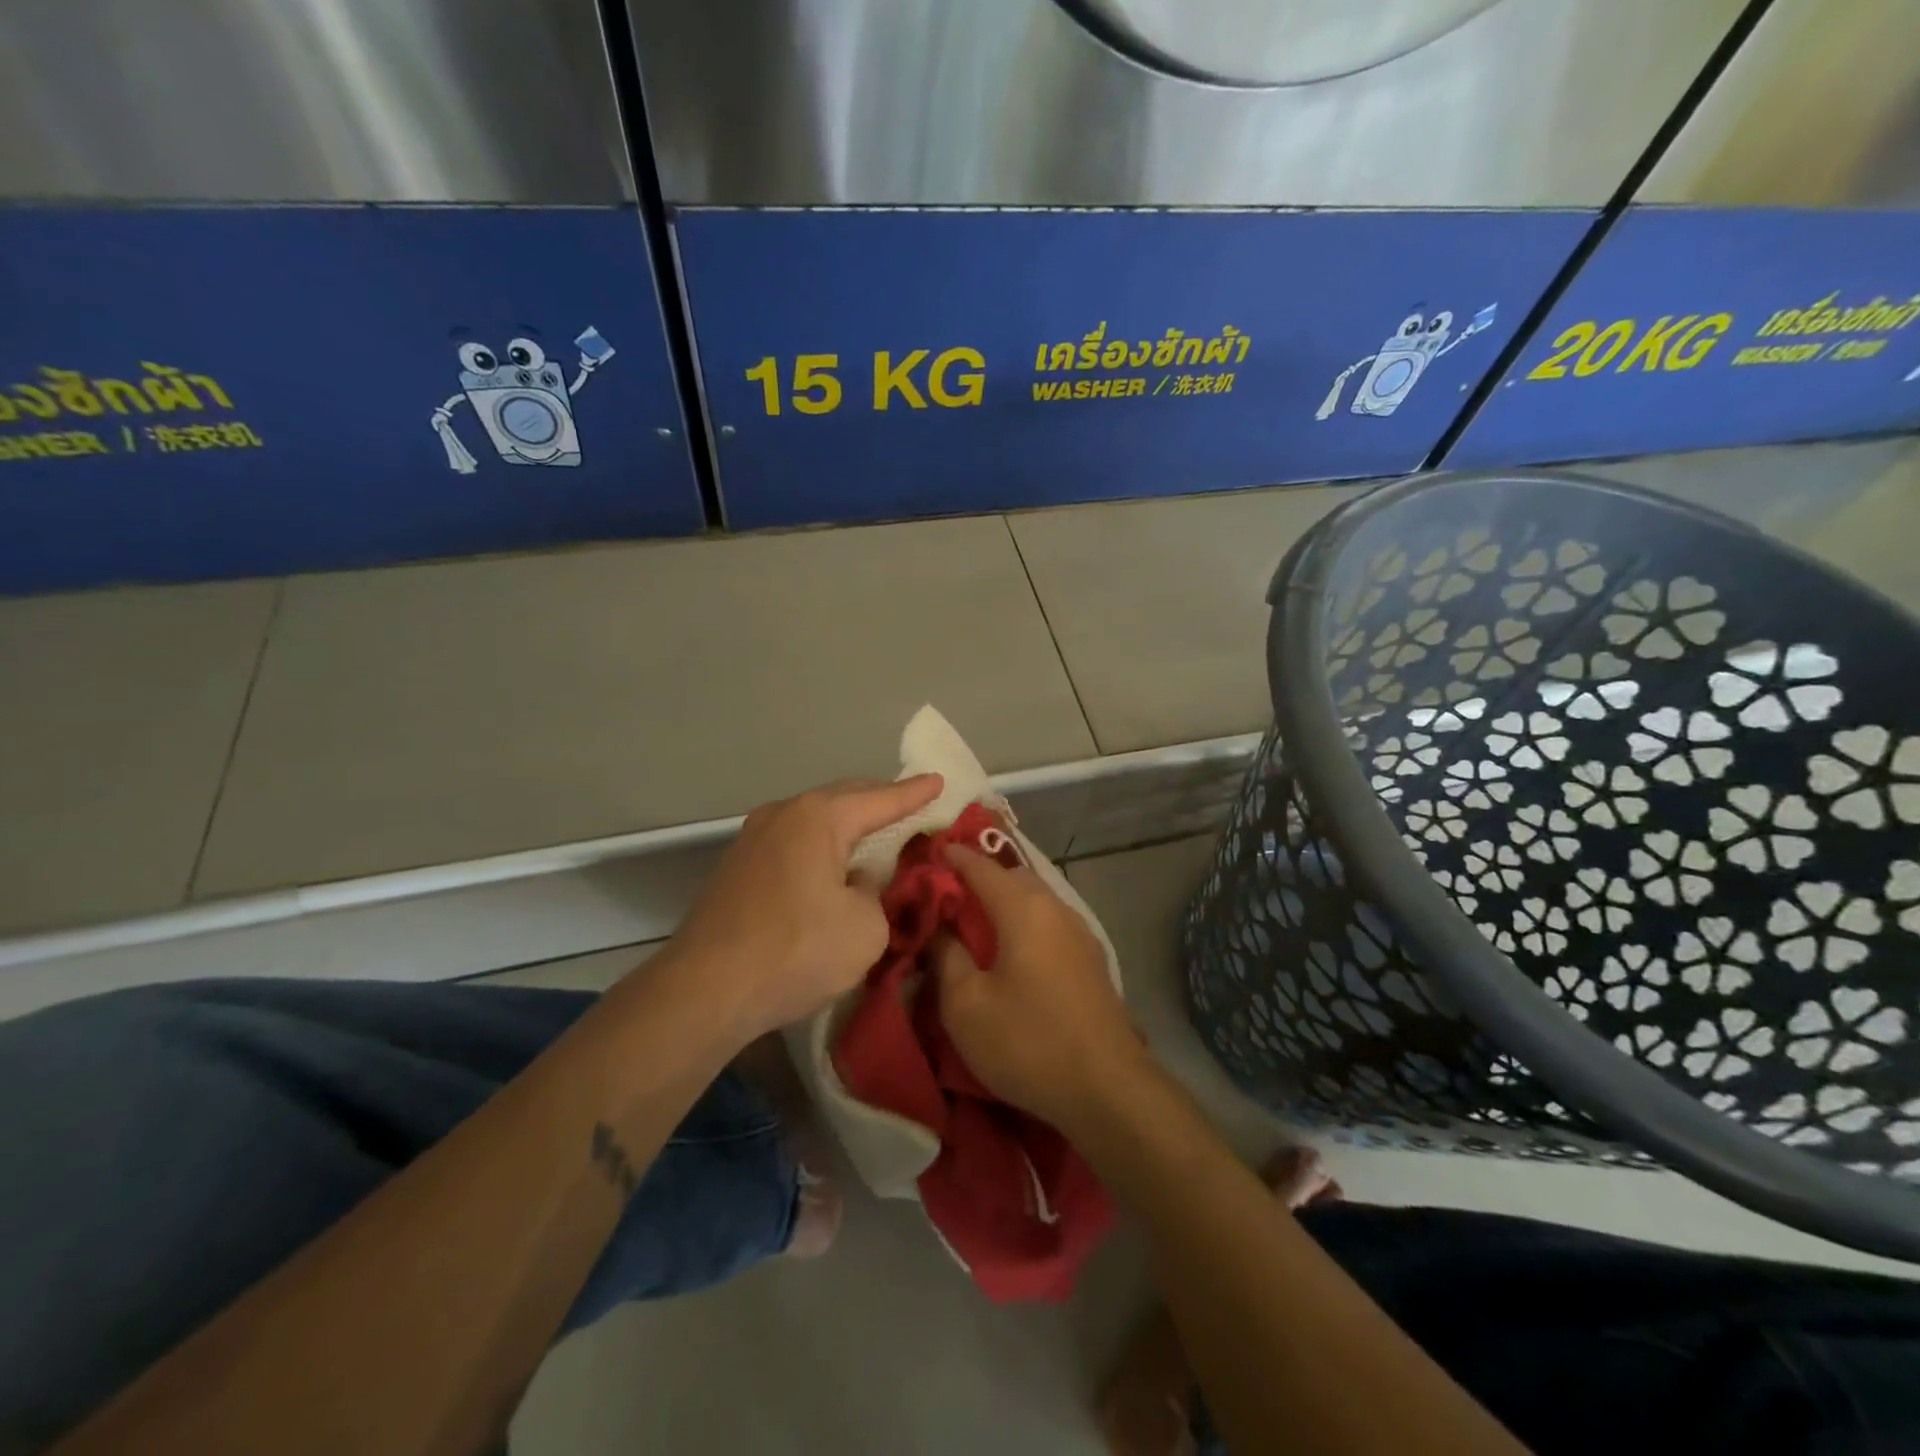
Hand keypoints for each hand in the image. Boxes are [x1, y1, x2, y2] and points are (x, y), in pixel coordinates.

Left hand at [661, 776, 942, 1043]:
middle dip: (881, 803)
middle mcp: (783, 814)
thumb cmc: (796, 951)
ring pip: (816, 822)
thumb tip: (861, 885)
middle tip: (915, 808)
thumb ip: (878, 895)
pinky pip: (795, 844)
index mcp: (818, 817)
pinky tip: (835, 869)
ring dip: (849, 828)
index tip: (940, 781)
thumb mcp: (866, 928)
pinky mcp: (738, 868)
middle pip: (844, 800)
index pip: (881, 799)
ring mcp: (753, 839)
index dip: (916, 793)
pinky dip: (823, 848)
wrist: (704, 991)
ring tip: (879, 837)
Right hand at [934, 846, 1148, 1135]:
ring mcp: (1080, 933)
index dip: (954, 857)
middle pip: (1013, 877)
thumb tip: (940, 929)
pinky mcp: (1092, 960)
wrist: (1107, 1088)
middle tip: (950, 892)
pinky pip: (1050, 923)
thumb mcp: (966, 1005)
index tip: (931, 851)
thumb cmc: (1027, 1041)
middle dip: (981, 877)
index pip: (982, 867)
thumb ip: (946, 957)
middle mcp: (1056, 909)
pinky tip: (1014, 950)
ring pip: (1036, 899)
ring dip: (1006, 901)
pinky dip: (1026, 922)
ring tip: (978, 922)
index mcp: (1023, 909)